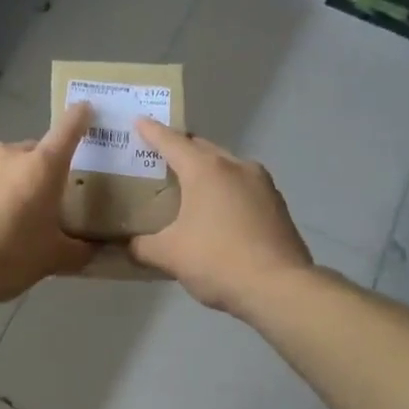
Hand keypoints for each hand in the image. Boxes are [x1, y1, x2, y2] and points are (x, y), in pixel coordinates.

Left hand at [0, 103, 95, 303]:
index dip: (80, 117)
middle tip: (49, 202)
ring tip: (14, 216)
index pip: (68, 130)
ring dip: (15, 182)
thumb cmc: (11, 257)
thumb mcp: (54, 259)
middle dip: (45, 171)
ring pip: (7, 166)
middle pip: (36, 153)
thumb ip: (81, 251)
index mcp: (43, 166)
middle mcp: (10, 154)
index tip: (86, 109)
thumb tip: (94, 250)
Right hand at [128, 120, 313, 313]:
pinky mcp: (277, 206)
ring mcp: (262, 185)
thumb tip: (130, 246)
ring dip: (208, 171)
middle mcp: (236, 167)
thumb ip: (144, 247)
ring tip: (191, 185)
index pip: (172, 142)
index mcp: (206, 170)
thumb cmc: (217, 261)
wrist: (278, 287)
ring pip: (228, 167)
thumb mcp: (170, 256)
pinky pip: (244, 188)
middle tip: (162, 157)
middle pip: (203, 149)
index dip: (152, 132)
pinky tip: (220, 211)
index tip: (139, 120)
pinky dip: (227, 191)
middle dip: (182, 149)